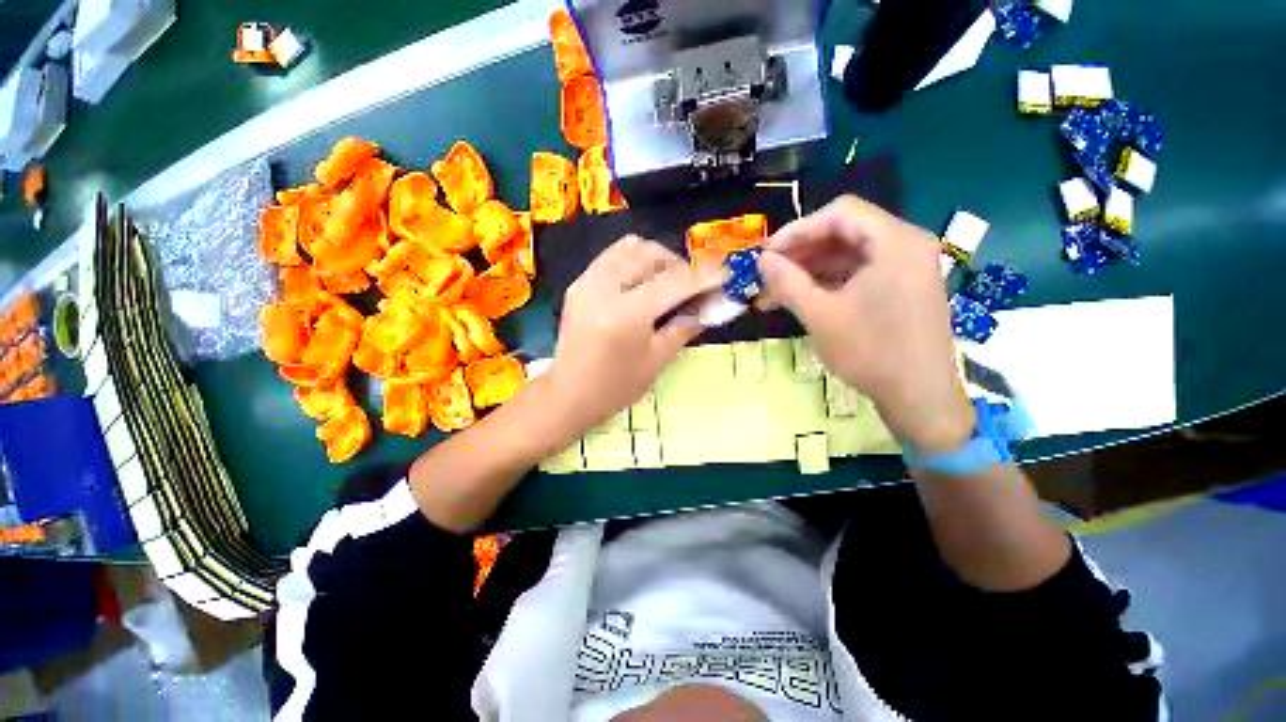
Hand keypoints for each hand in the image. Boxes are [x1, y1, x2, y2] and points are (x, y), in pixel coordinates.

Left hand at [546, 236, 723, 435]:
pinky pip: (613, 256)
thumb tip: (710, 306)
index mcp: (626, 313)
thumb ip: (685, 326)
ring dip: (657, 258)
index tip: (725, 274)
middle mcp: (605, 287)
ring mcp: (588, 281)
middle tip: (693, 286)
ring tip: (668, 282)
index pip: (674, 282)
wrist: (569, 393)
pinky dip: (635, 261)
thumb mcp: (658, 360)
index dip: (704, 276)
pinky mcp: (580, 283)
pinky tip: (644, 283)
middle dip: (680, 265)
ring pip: (631, 247)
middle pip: (652, 254)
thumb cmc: (616, 386)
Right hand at [757, 196, 973, 450]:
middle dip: (799, 253)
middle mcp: (905, 245)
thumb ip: (787, 282)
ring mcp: (905, 268)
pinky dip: (827, 283)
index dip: (797, 230)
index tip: (766, 253)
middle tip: (766, 274)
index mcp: (894, 242)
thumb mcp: (820, 315)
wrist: (919, 398)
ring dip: (808, 271)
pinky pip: (857, 274)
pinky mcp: (900, 288)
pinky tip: (800, 299)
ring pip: (847, 256)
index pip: (840, 213)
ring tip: (773, 293)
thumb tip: (762, 260)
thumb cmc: (871, 352)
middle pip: (843, 233)